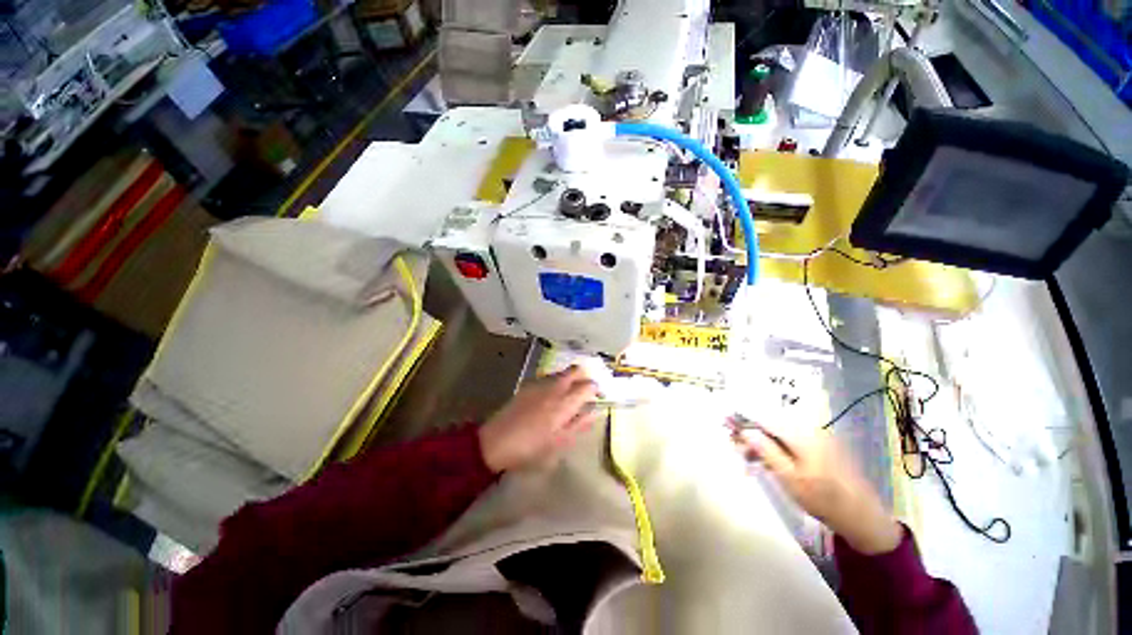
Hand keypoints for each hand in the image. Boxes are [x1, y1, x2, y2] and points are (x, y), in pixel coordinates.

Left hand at [479, 366, 598, 472]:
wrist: (496, 441)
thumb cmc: (531, 447)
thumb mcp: (559, 442)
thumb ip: (579, 424)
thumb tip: (595, 412)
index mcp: (565, 402)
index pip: (589, 385)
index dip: (596, 390)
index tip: (597, 398)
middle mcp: (555, 387)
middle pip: (576, 370)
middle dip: (585, 376)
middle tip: (585, 391)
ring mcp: (540, 383)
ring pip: (562, 372)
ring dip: (570, 378)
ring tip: (568, 395)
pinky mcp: (528, 384)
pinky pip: (549, 377)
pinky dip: (556, 382)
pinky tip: (550, 397)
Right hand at [734, 421, 901, 554]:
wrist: (864, 517)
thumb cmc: (823, 499)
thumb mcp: (789, 478)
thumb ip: (766, 451)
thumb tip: (746, 430)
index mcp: (802, 434)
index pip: (765, 418)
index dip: (744, 420)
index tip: (727, 423)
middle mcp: (810, 428)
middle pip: (772, 424)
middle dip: (752, 434)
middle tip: (738, 450)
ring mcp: (819, 436)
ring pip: (782, 433)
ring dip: (764, 443)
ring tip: (752, 461)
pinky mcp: (824, 446)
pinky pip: (794, 440)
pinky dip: (779, 448)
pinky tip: (771, 462)